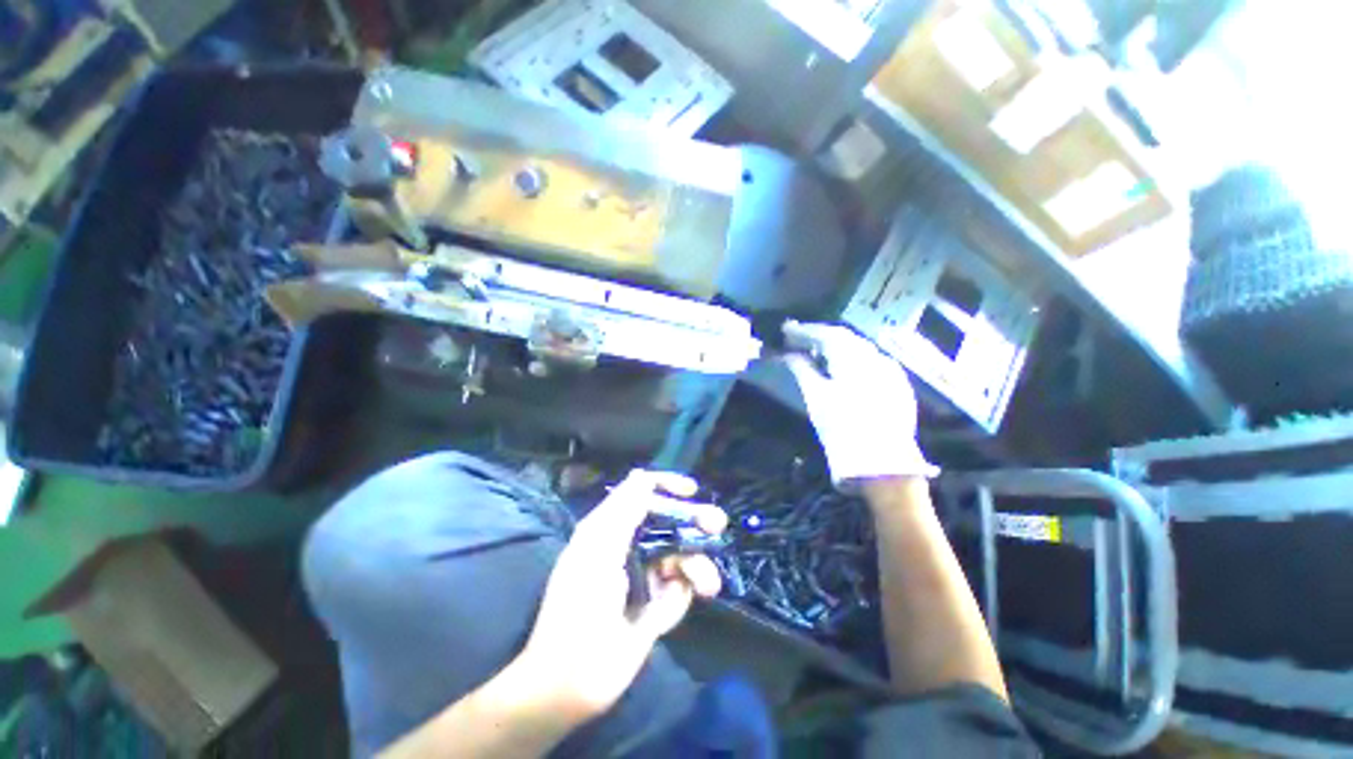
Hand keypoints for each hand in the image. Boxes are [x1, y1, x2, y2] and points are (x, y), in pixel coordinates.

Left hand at [516, 470, 725, 720]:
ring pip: (681, 555)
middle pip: (669, 523)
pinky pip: (679, 589)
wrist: (573, 680)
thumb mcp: (598, 549)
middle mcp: (630, 547)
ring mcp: (644, 576)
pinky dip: (682, 595)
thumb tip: (641, 475)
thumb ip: (623, 510)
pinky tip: (670, 611)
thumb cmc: (580, 605)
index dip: (666, 487)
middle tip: (717, 524)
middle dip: (693, 523)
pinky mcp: (656, 604)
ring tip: (707, 584)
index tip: (691, 490)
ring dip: (697, 565)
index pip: (642, 495)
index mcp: (611, 529)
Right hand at [782, 321, 936, 488]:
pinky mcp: (898, 386)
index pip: (827, 334)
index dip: (804, 330)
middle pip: (845, 338)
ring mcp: (891, 372)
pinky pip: (871, 362)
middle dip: (819, 336)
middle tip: (797, 339)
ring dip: (836, 347)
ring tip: (815, 352)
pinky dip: (852, 360)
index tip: (786, 329)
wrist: (883, 465)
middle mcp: (876, 358)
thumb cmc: (842, 429)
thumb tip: (788, 354)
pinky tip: (842, 367)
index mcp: (854, 359)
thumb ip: (802, 369)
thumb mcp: (816, 398)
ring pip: (859, 349)